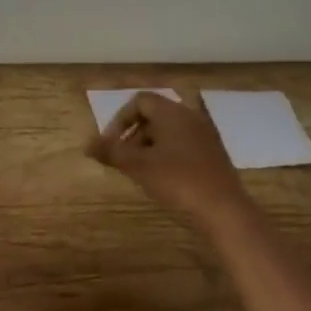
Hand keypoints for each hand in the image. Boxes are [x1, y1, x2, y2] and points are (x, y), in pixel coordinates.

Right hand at [87, 92, 249, 222]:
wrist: (223, 209)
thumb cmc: (177, 180)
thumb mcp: (137, 166)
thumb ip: (111, 151)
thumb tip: (87, 144)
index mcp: (172, 112)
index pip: (139, 101)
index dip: (120, 119)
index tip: (111, 144)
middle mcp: (190, 116)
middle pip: (154, 114)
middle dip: (133, 134)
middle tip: (124, 158)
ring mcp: (205, 134)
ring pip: (169, 130)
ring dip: (150, 144)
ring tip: (141, 170)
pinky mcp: (213, 152)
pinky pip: (184, 143)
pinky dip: (168, 153)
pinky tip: (164, 177)